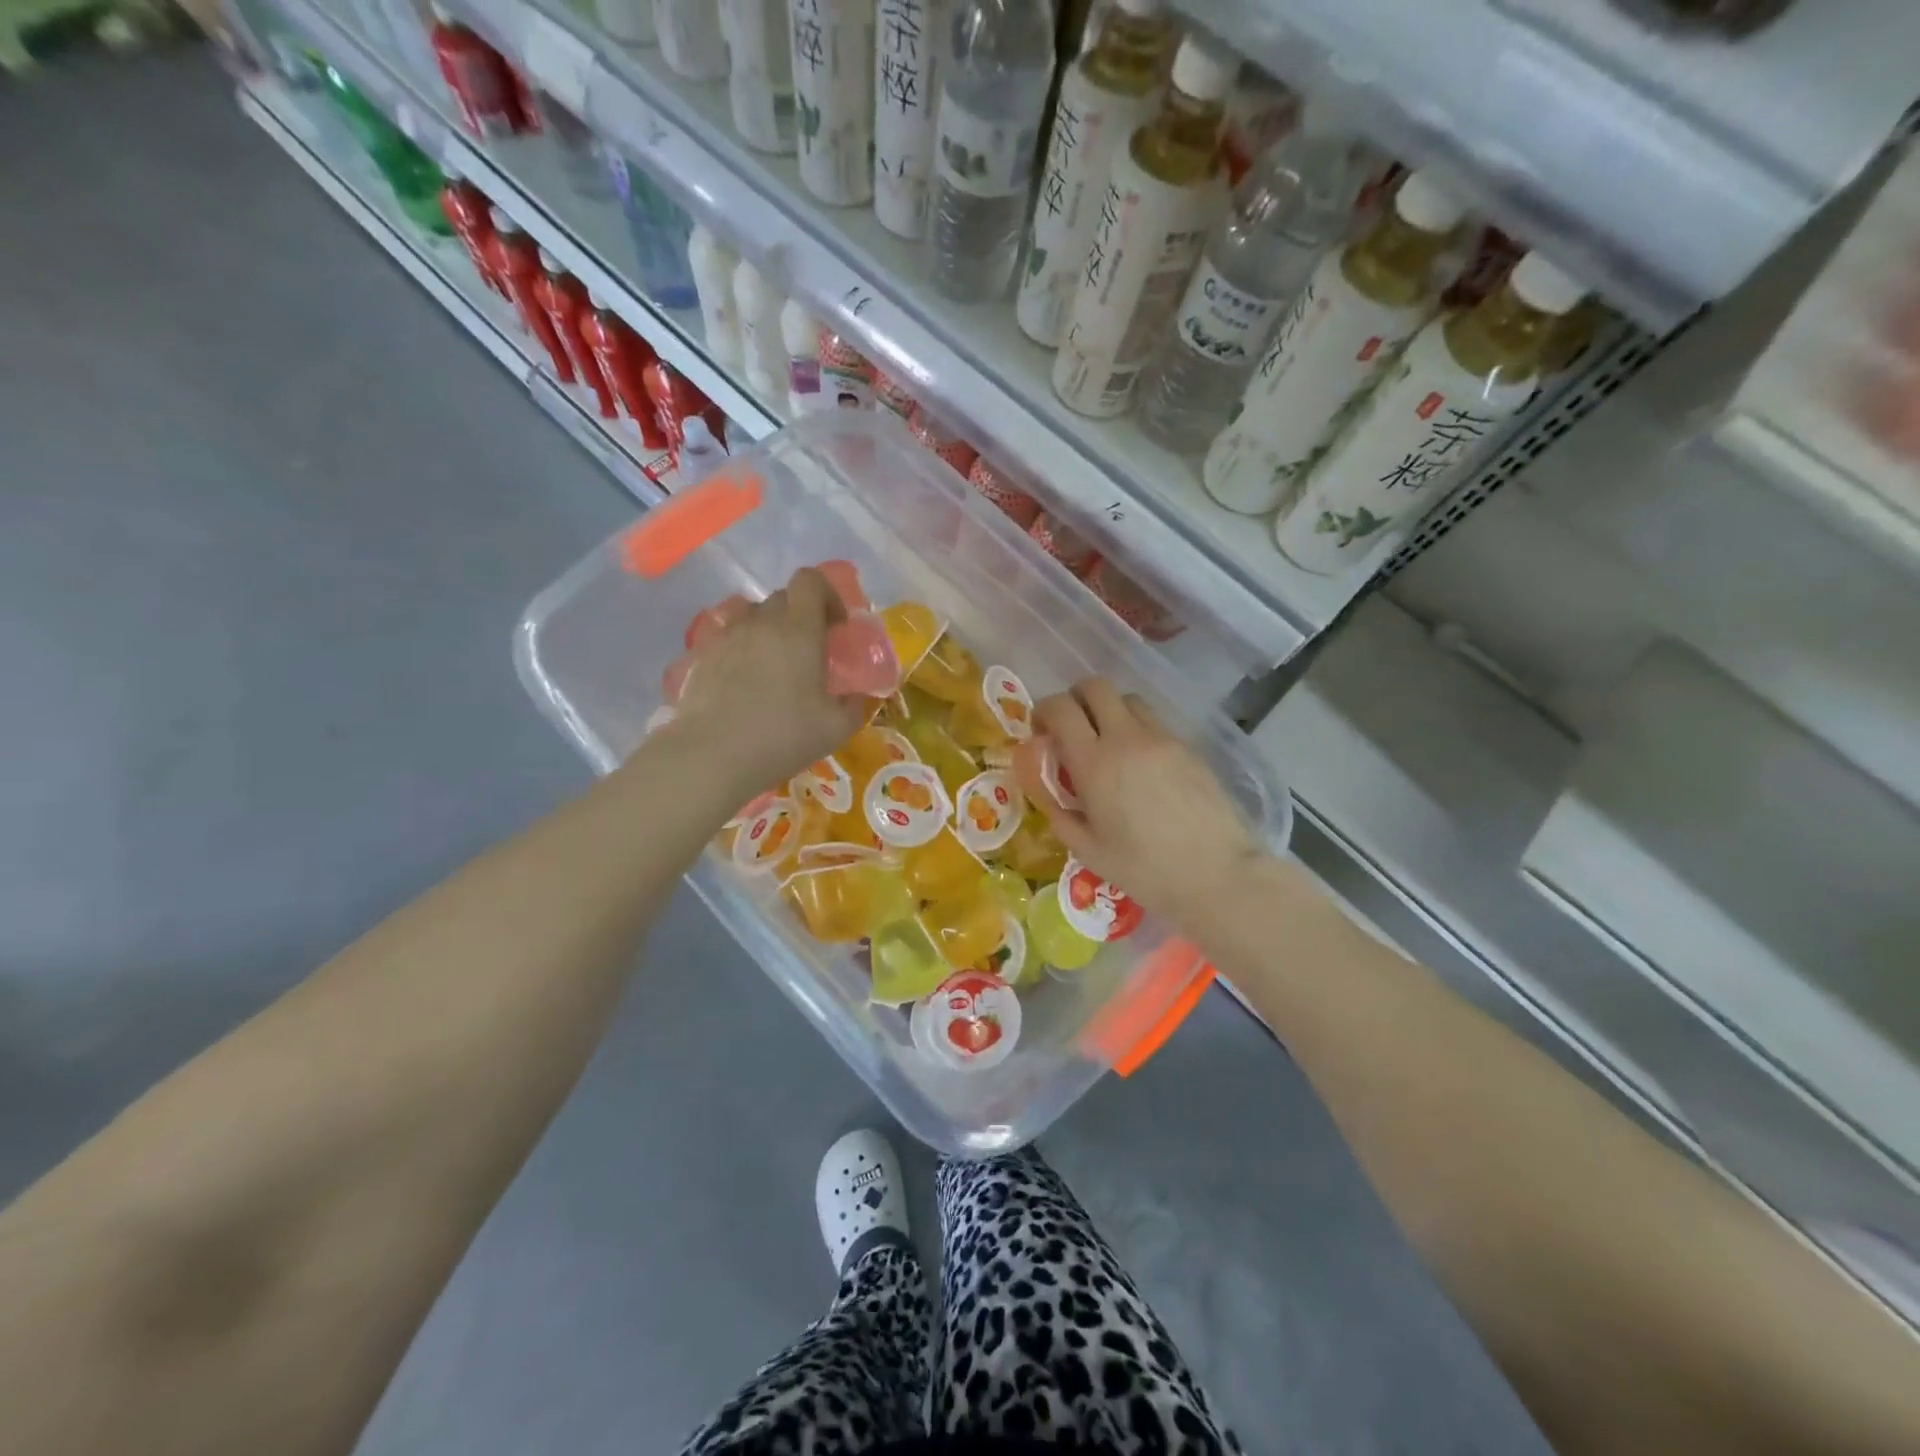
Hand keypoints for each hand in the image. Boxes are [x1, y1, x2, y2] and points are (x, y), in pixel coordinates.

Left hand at [666, 567, 865, 793]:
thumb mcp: (836, 729)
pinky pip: (728, 639)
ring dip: (769, 630)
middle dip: (801, 615)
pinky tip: (745, 684)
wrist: (711, 755)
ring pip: (752, 616)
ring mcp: (727, 638)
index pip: (810, 580)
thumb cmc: (782, 736)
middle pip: (782, 597)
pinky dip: (742, 651)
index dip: (827, 594)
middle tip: (810, 650)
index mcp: (799, 630)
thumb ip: (854, 706)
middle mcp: (761, 623)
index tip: (836, 625)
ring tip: (775, 663)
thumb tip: (856, 697)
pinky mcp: (702, 657)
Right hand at [1033, 678, 1266, 926]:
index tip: (1041, 731)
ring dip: (1109, 711)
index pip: (1060, 708)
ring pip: (1128, 699)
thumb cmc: (1144, 870)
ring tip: (1108, 745)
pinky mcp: (1188, 747)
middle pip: (1095, 686)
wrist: (1217, 875)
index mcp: (1095, 763)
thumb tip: (1048, 789)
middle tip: (1072, 729)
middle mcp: (1127, 738)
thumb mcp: (1087, 850)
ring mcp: (1162, 739)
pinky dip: (1137, 730)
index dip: (1043, 711)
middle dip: (1076, 699)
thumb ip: (1059, 812)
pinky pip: (1154, 722)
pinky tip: (1140, 766)